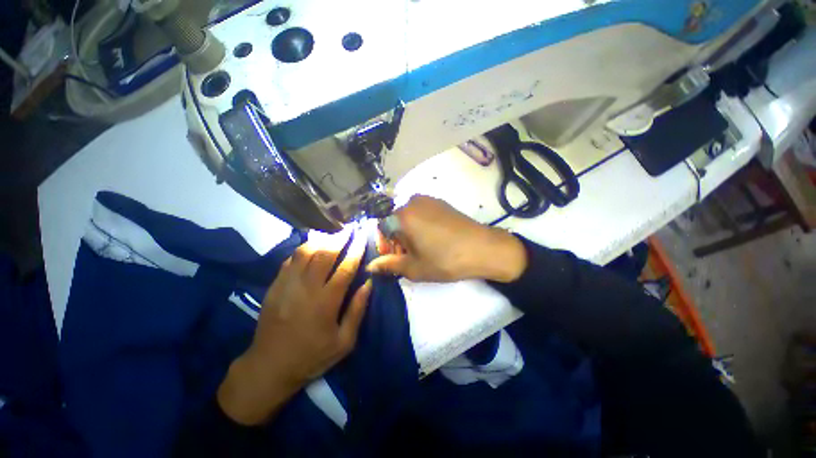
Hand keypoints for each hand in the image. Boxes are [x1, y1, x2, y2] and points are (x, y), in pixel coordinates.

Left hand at [217, 230, 371, 424]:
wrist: (269, 367)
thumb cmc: (312, 356)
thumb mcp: (344, 342)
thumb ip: (357, 311)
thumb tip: (368, 284)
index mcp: (326, 302)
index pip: (345, 268)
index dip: (356, 250)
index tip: (362, 236)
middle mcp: (306, 288)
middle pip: (324, 254)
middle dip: (339, 238)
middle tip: (349, 228)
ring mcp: (287, 285)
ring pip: (305, 252)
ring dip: (321, 240)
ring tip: (332, 234)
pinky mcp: (274, 286)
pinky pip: (290, 260)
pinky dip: (303, 249)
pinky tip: (311, 246)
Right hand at [367, 195, 526, 282]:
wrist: (483, 249)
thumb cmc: (446, 260)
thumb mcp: (414, 268)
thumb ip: (389, 265)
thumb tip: (370, 267)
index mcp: (402, 216)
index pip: (381, 228)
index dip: (384, 246)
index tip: (393, 259)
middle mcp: (412, 202)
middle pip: (394, 221)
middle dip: (395, 240)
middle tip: (407, 258)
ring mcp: (428, 200)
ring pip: (407, 217)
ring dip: (407, 233)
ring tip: (420, 250)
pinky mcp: (440, 202)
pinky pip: (421, 213)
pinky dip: (419, 225)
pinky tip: (431, 239)